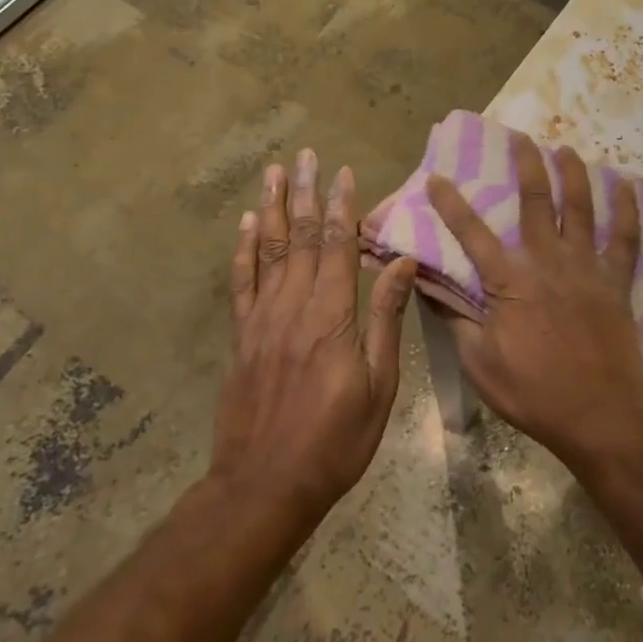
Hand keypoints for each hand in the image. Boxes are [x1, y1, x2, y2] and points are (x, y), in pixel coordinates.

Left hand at [213, 149, 417, 521]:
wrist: (265, 486)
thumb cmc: (336, 440)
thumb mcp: (379, 385)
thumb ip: (386, 319)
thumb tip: (400, 263)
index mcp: (331, 318)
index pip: (338, 248)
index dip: (342, 208)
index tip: (344, 173)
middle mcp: (293, 308)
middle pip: (300, 239)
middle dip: (305, 194)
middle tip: (306, 155)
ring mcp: (262, 321)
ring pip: (267, 251)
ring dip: (272, 208)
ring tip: (274, 172)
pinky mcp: (242, 337)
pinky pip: (241, 284)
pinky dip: (243, 250)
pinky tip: (247, 224)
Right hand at [425, 134, 642, 464]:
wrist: (599, 413)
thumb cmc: (533, 391)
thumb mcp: (480, 362)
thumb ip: (457, 319)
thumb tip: (427, 287)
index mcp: (509, 281)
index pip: (472, 234)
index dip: (452, 204)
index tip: (437, 176)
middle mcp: (548, 262)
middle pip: (535, 203)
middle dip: (527, 167)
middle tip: (522, 138)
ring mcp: (586, 268)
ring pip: (580, 209)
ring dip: (573, 175)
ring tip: (566, 149)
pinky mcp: (615, 282)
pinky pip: (625, 239)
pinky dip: (627, 212)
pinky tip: (627, 189)